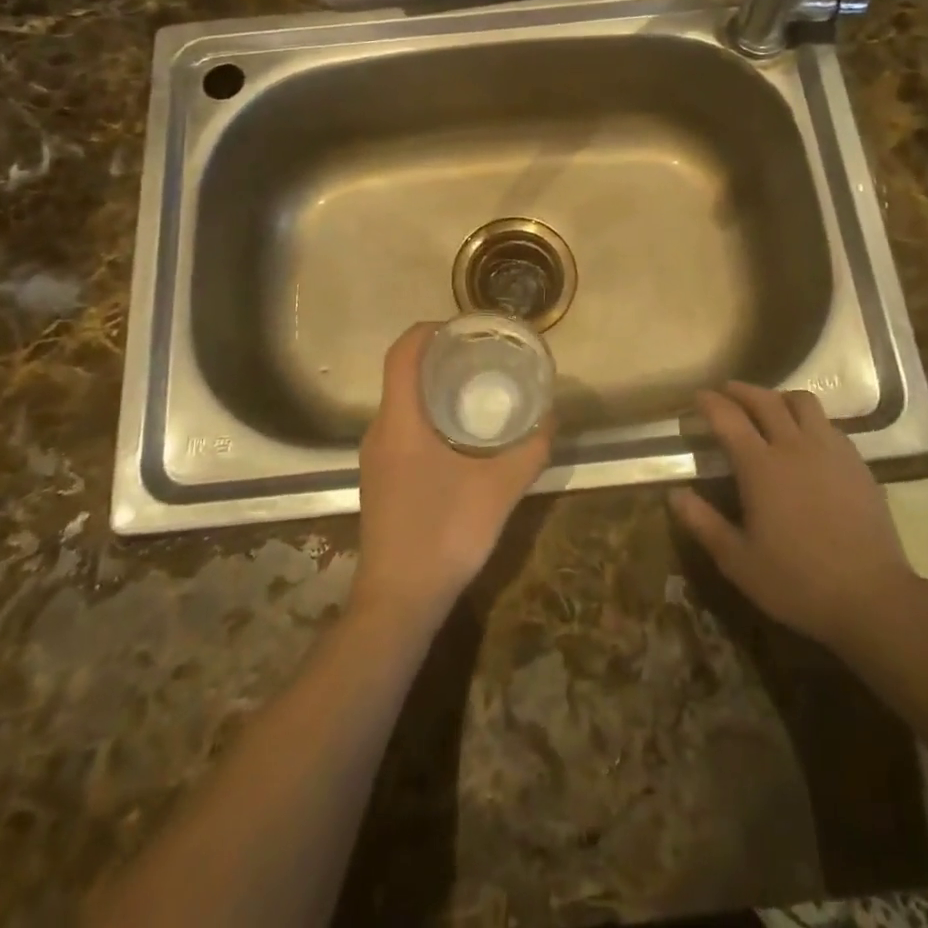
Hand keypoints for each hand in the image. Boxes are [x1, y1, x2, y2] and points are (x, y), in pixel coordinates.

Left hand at [351, 323, 552, 627]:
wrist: (399, 600)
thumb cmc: (445, 535)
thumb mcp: (500, 489)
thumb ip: (530, 449)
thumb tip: (551, 415)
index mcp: (400, 422)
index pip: (401, 354)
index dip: (427, 330)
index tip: (462, 326)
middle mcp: (380, 431)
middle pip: (401, 373)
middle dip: (437, 356)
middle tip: (480, 353)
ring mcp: (375, 457)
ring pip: (400, 402)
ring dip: (432, 386)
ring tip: (475, 386)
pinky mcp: (380, 477)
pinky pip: (400, 426)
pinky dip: (426, 413)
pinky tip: (459, 433)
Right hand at [670, 382, 919, 651]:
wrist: (873, 597)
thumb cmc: (797, 581)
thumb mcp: (738, 561)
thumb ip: (703, 523)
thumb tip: (674, 494)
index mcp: (760, 466)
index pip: (728, 418)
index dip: (709, 402)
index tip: (697, 397)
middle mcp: (794, 446)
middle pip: (764, 400)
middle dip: (741, 390)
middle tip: (726, 392)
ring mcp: (830, 451)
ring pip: (802, 403)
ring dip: (778, 397)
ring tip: (768, 407)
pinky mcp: (857, 463)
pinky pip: (829, 425)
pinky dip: (809, 420)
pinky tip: (806, 439)